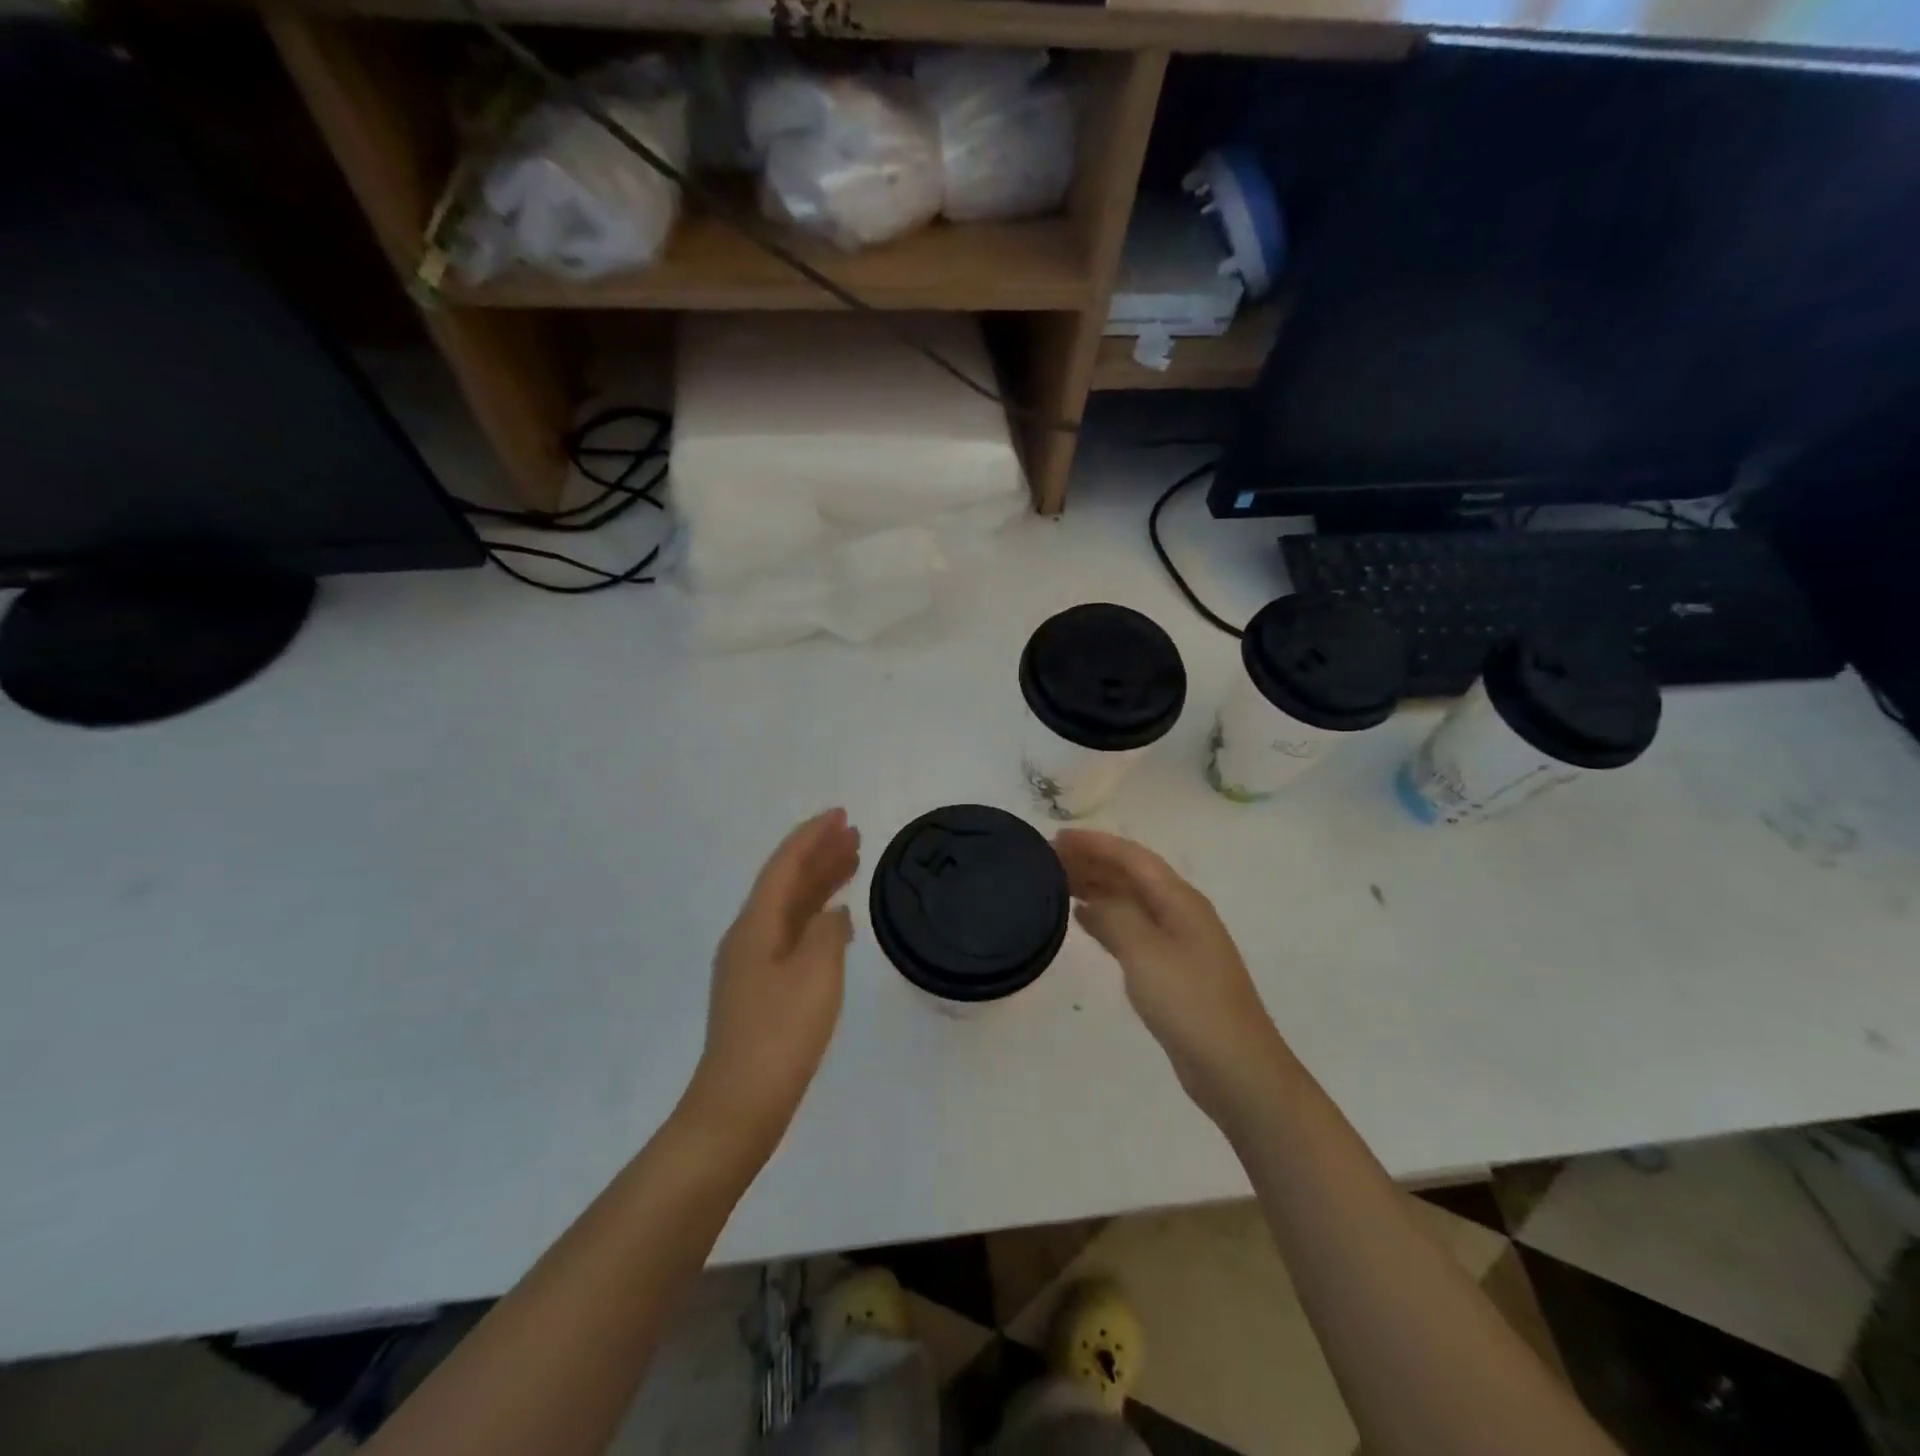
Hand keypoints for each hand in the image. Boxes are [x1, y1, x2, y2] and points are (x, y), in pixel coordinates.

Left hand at [687, 810, 860, 1149]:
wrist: (739, 1106)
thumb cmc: (781, 1035)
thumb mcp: (816, 975)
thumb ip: (829, 932)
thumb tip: (833, 914)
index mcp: (755, 925)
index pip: (785, 865)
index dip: (812, 836)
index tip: (841, 814)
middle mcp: (748, 936)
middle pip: (786, 882)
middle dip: (819, 855)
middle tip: (854, 834)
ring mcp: (752, 965)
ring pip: (790, 909)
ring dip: (819, 883)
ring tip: (852, 864)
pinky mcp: (761, 989)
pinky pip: (792, 935)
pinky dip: (816, 918)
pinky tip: (837, 923)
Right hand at [1056, 829, 1288, 1125]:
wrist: (1234, 1067)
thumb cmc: (1189, 1002)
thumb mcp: (1145, 952)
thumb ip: (1114, 917)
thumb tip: (1089, 900)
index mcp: (1180, 899)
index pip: (1132, 857)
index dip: (1095, 844)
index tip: (1057, 838)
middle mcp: (1180, 912)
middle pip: (1131, 875)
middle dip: (1093, 862)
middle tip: (1049, 858)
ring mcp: (1178, 941)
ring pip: (1130, 901)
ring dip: (1097, 887)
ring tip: (1058, 881)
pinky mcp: (1171, 969)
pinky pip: (1132, 928)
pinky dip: (1106, 918)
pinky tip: (1083, 919)